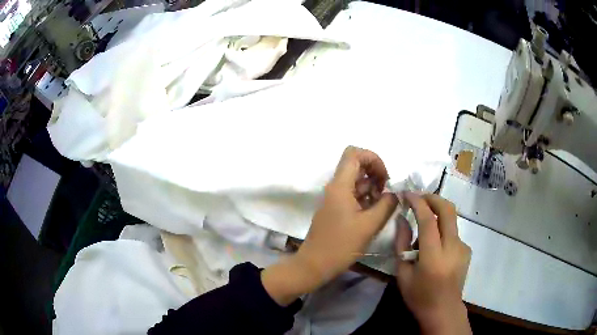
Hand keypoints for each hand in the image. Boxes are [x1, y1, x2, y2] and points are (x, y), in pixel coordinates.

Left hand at [262, 146, 397, 304]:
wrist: (315, 265)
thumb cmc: (341, 245)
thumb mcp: (369, 225)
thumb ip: (386, 205)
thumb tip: (395, 194)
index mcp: (340, 185)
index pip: (354, 153)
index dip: (373, 159)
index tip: (385, 178)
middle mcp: (335, 186)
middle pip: (357, 165)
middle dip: (375, 175)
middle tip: (385, 195)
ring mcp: (334, 198)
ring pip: (356, 181)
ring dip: (372, 189)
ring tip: (381, 208)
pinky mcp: (336, 209)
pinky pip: (353, 195)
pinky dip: (365, 199)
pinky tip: (373, 215)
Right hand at [395, 192, 471, 334]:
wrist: (443, 310)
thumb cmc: (419, 296)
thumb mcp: (402, 274)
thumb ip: (402, 244)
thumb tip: (402, 219)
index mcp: (434, 257)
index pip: (428, 220)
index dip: (418, 202)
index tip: (407, 194)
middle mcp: (452, 247)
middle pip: (448, 210)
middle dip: (433, 197)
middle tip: (419, 197)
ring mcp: (462, 247)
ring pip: (451, 219)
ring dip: (436, 214)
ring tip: (422, 227)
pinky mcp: (466, 249)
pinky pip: (452, 232)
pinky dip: (442, 230)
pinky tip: (434, 246)